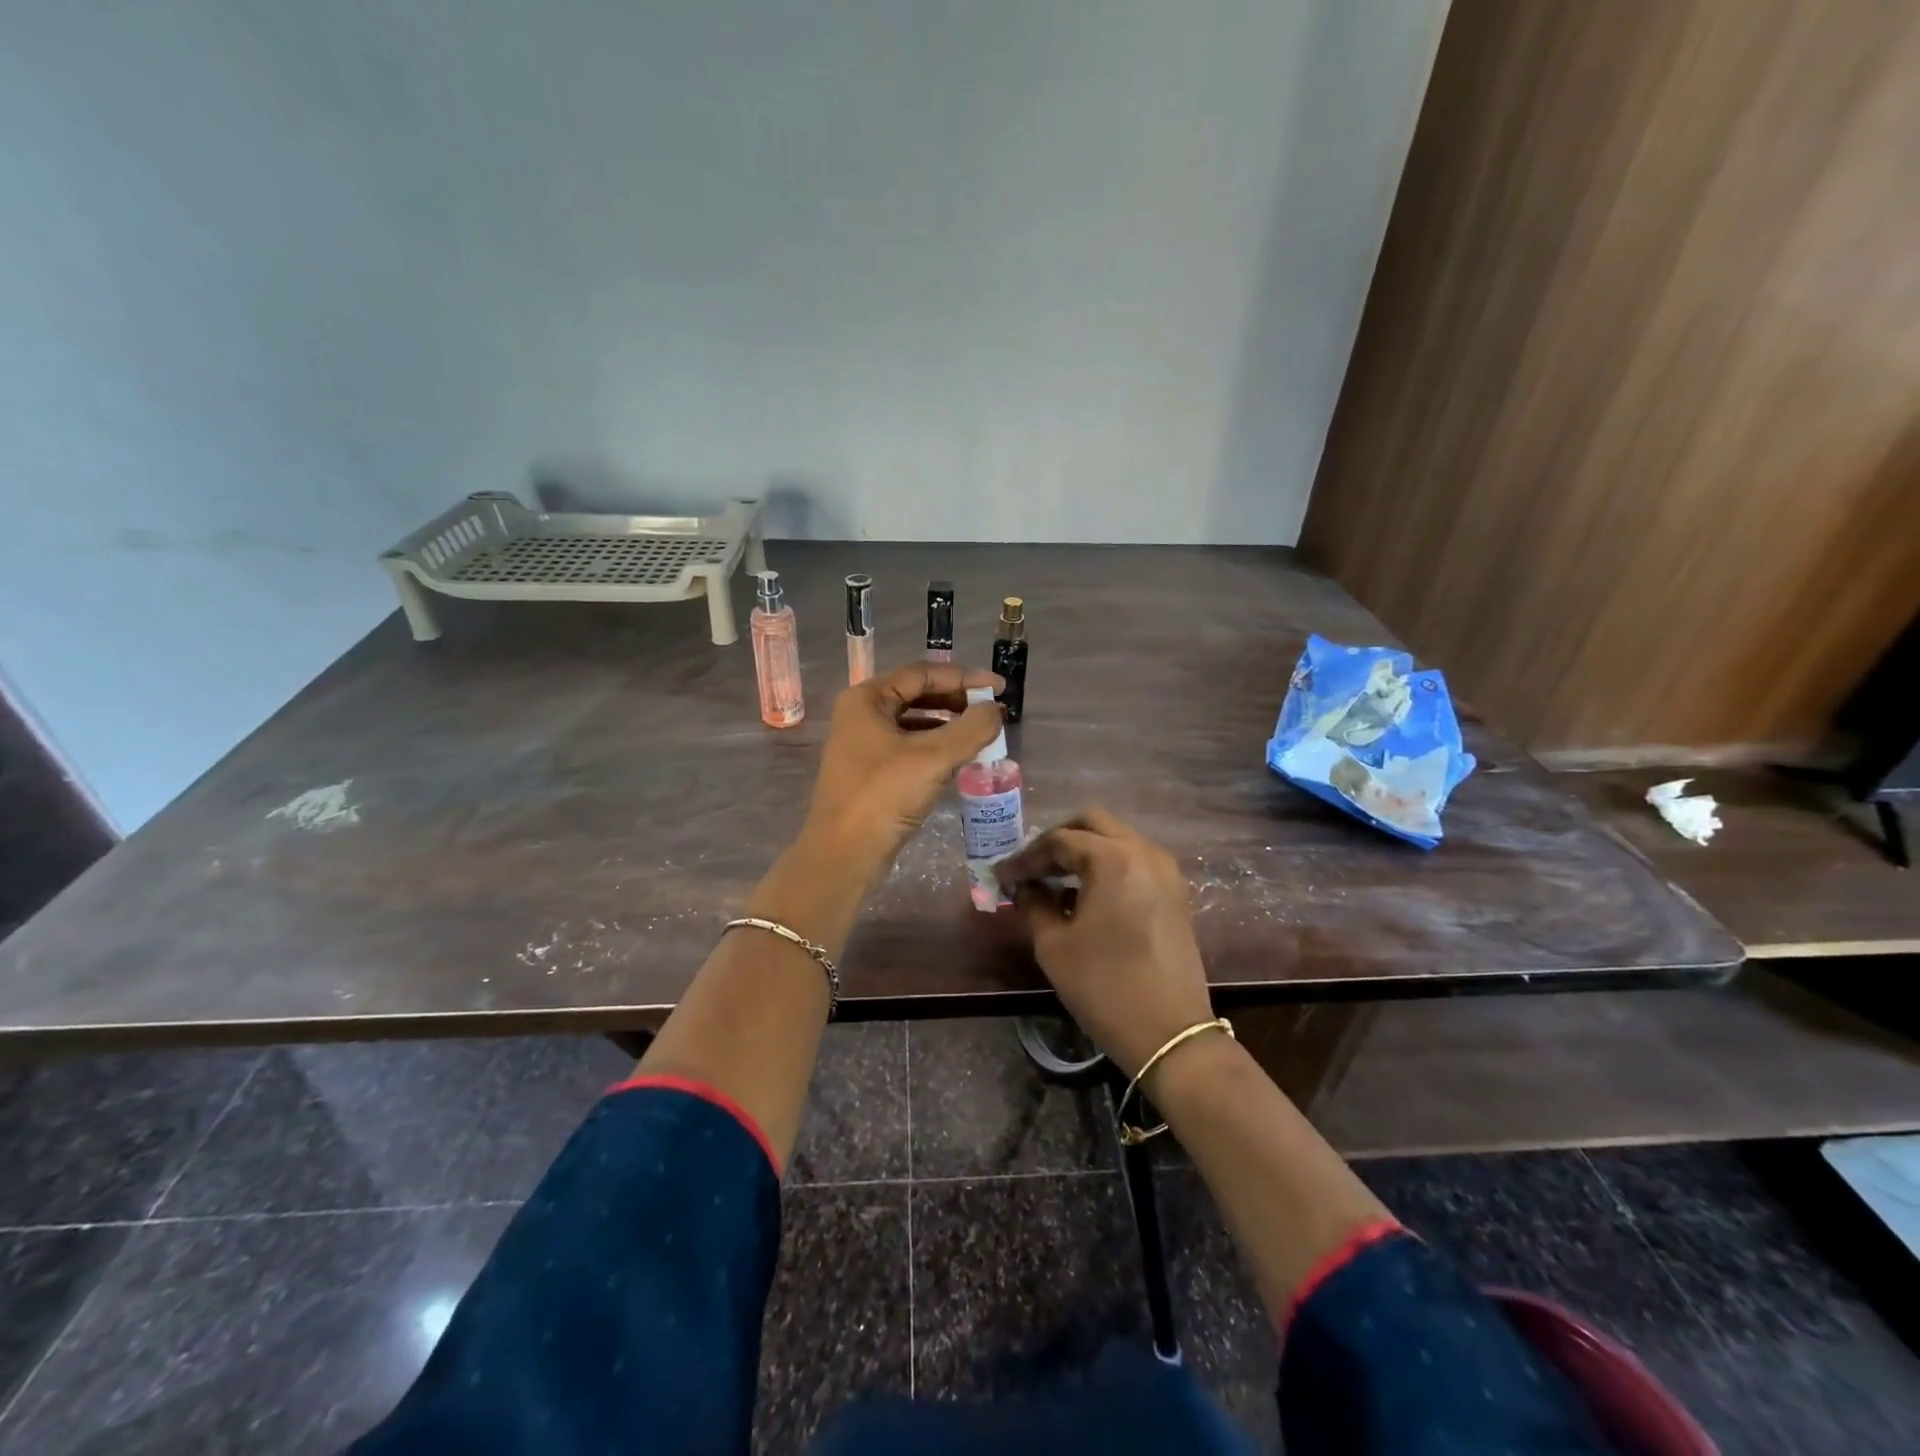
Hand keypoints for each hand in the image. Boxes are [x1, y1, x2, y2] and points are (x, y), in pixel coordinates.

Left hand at [803, 662, 1002, 886]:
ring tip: (983, 734)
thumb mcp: (933, 758)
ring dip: (949, 725)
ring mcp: (863, 745)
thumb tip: (995, 710)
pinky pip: (910, 748)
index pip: (922, 673)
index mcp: (867, 699)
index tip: (999, 688)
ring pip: (914, 723)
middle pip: (917, 695)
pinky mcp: (871, 772)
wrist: (844, 855)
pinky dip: (936, 748)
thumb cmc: (883, 797)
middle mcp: (861, 715)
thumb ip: (971, 729)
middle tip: (993, 710)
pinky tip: (960, 760)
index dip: (964, 677)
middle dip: (957, 701)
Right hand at [995, 808, 1214, 1080]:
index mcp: (1113, 859)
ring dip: (1084, 850)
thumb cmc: (1104, 986)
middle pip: (1093, 823)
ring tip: (1053, 879)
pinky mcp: (1175, 893)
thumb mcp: (1055, 945)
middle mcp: (1144, 852)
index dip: (1026, 858)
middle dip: (1057, 839)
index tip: (1002, 876)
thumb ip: (1035, 905)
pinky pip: (1134, 861)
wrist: (1171, 1034)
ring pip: (1117, 839)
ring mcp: (1165, 872)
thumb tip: (1024, 887)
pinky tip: (1085, 895)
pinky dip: (1107, 865)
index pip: (1059, 841)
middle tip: (1031, 866)